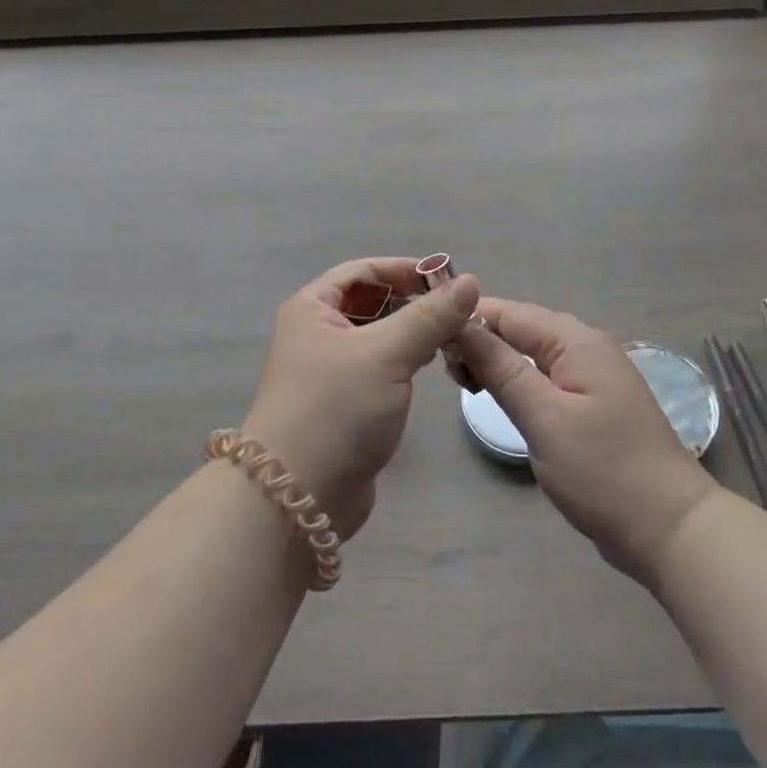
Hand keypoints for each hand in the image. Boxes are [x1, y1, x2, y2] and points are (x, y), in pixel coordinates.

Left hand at [243, 258, 479, 540]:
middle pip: (371, 302)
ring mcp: (329, 371)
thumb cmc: (336, 409)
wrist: (296, 498)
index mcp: (312, 308)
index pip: (363, 270)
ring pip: (378, 336)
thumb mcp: (386, 353)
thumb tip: (470, 282)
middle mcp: (316, 333)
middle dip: (412, 302)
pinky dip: (405, 361)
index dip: (404, 269)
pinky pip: (380, 368)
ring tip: (452, 338)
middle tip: (457, 312)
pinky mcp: (344, 404)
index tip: (448, 278)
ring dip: (412, 333)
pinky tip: (430, 367)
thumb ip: (430, 316)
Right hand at [454, 299, 717, 585]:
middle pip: (521, 328)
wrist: (672, 530)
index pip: (510, 312)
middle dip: (481, 341)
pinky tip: (499, 399)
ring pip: (531, 354)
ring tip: (465, 386)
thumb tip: (461, 324)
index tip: (430, 340)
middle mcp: (586, 347)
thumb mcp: (544, 417)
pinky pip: (545, 378)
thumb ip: (501, 368)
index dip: (469, 319)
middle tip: (448, 374)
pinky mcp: (592, 404)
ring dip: (497, 362)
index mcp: (577, 341)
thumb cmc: (604, 471)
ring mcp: (592, 376)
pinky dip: (518, 382)